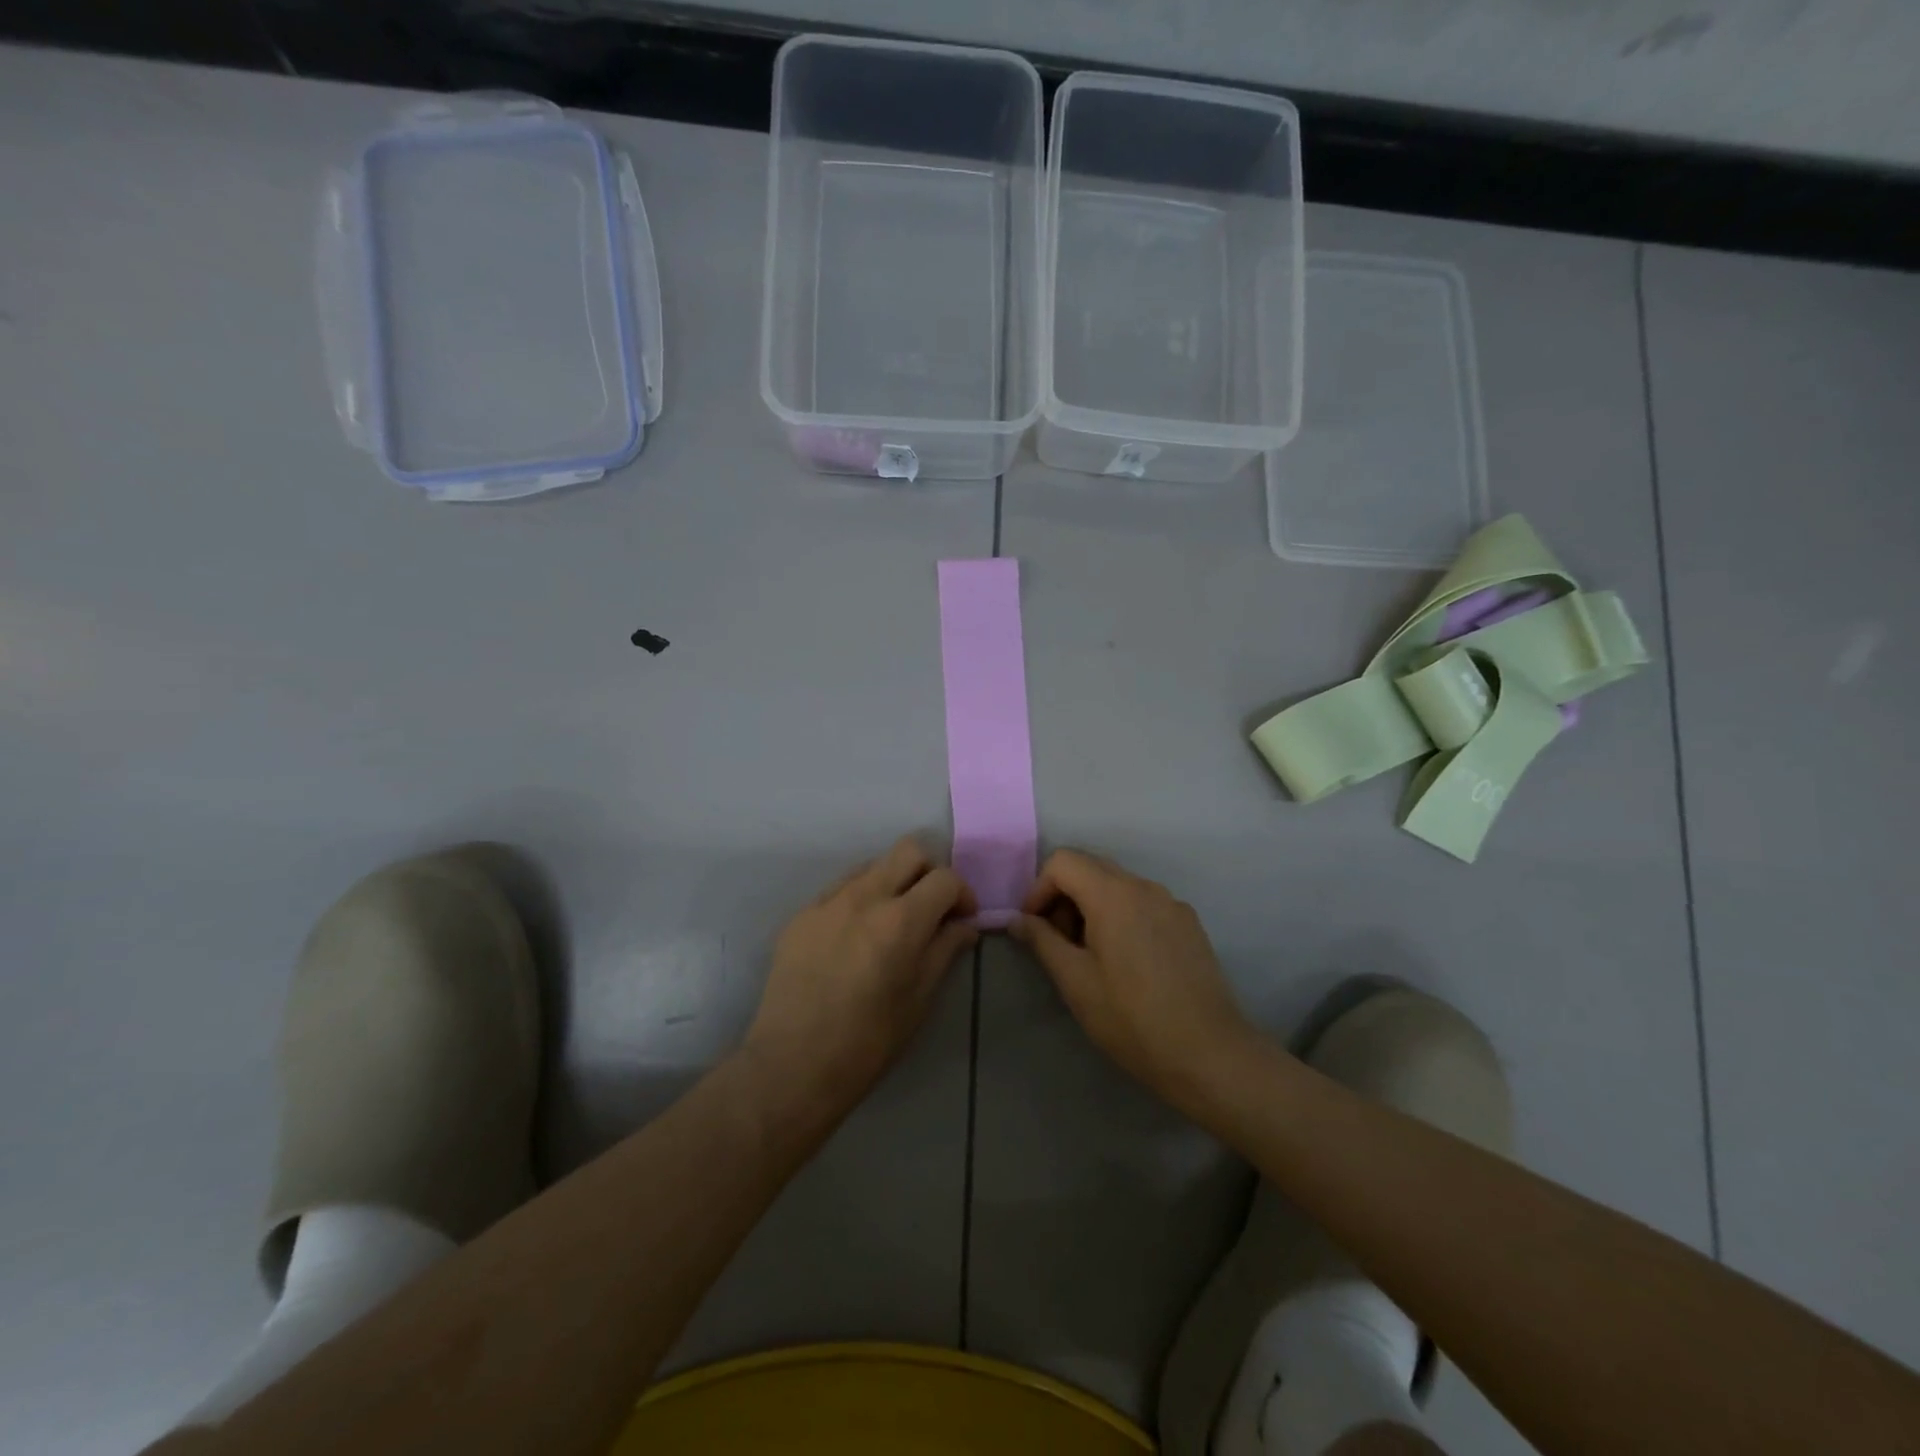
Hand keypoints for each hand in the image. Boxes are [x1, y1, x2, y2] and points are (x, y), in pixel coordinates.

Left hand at [745, 838, 978, 1113]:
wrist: (793, 1064)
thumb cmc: (868, 1042)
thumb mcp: (919, 999)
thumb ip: (945, 951)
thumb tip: (964, 926)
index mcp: (901, 920)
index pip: (944, 878)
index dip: (962, 894)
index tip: (963, 919)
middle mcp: (864, 896)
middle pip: (908, 851)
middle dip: (929, 872)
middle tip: (931, 908)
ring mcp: (827, 902)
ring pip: (872, 865)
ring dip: (893, 882)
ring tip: (892, 921)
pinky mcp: (801, 915)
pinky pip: (840, 889)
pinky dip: (860, 899)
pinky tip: (856, 936)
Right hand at [1010, 849, 1256, 1110]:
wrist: (1210, 1054)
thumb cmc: (1132, 1019)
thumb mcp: (1075, 982)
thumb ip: (1042, 941)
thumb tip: (1017, 920)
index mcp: (1113, 894)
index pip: (1063, 861)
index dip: (1039, 889)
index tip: (1035, 928)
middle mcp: (1144, 886)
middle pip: (1091, 867)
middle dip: (1064, 897)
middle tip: (1059, 944)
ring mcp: (1171, 903)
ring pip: (1118, 885)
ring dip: (1092, 907)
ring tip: (1091, 957)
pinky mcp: (1188, 923)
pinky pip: (1143, 903)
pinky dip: (1121, 917)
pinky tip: (1126, 963)